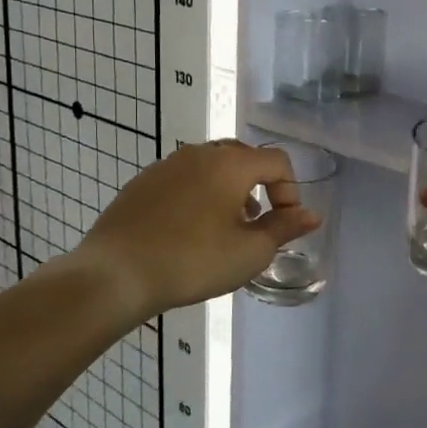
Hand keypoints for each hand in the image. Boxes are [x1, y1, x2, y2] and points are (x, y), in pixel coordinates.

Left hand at [46, 141, 319, 322]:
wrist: (115, 273)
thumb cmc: (193, 261)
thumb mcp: (250, 252)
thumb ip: (284, 228)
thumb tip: (311, 215)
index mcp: (231, 163)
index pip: (277, 161)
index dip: (290, 191)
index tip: (283, 225)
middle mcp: (200, 153)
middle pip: (244, 157)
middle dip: (259, 187)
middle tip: (256, 224)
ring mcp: (167, 165)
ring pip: (211, 167)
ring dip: (228, 191)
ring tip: (224, 229)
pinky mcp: (142, 183)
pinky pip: (183, 179)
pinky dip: (198, 195)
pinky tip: (187, 231)